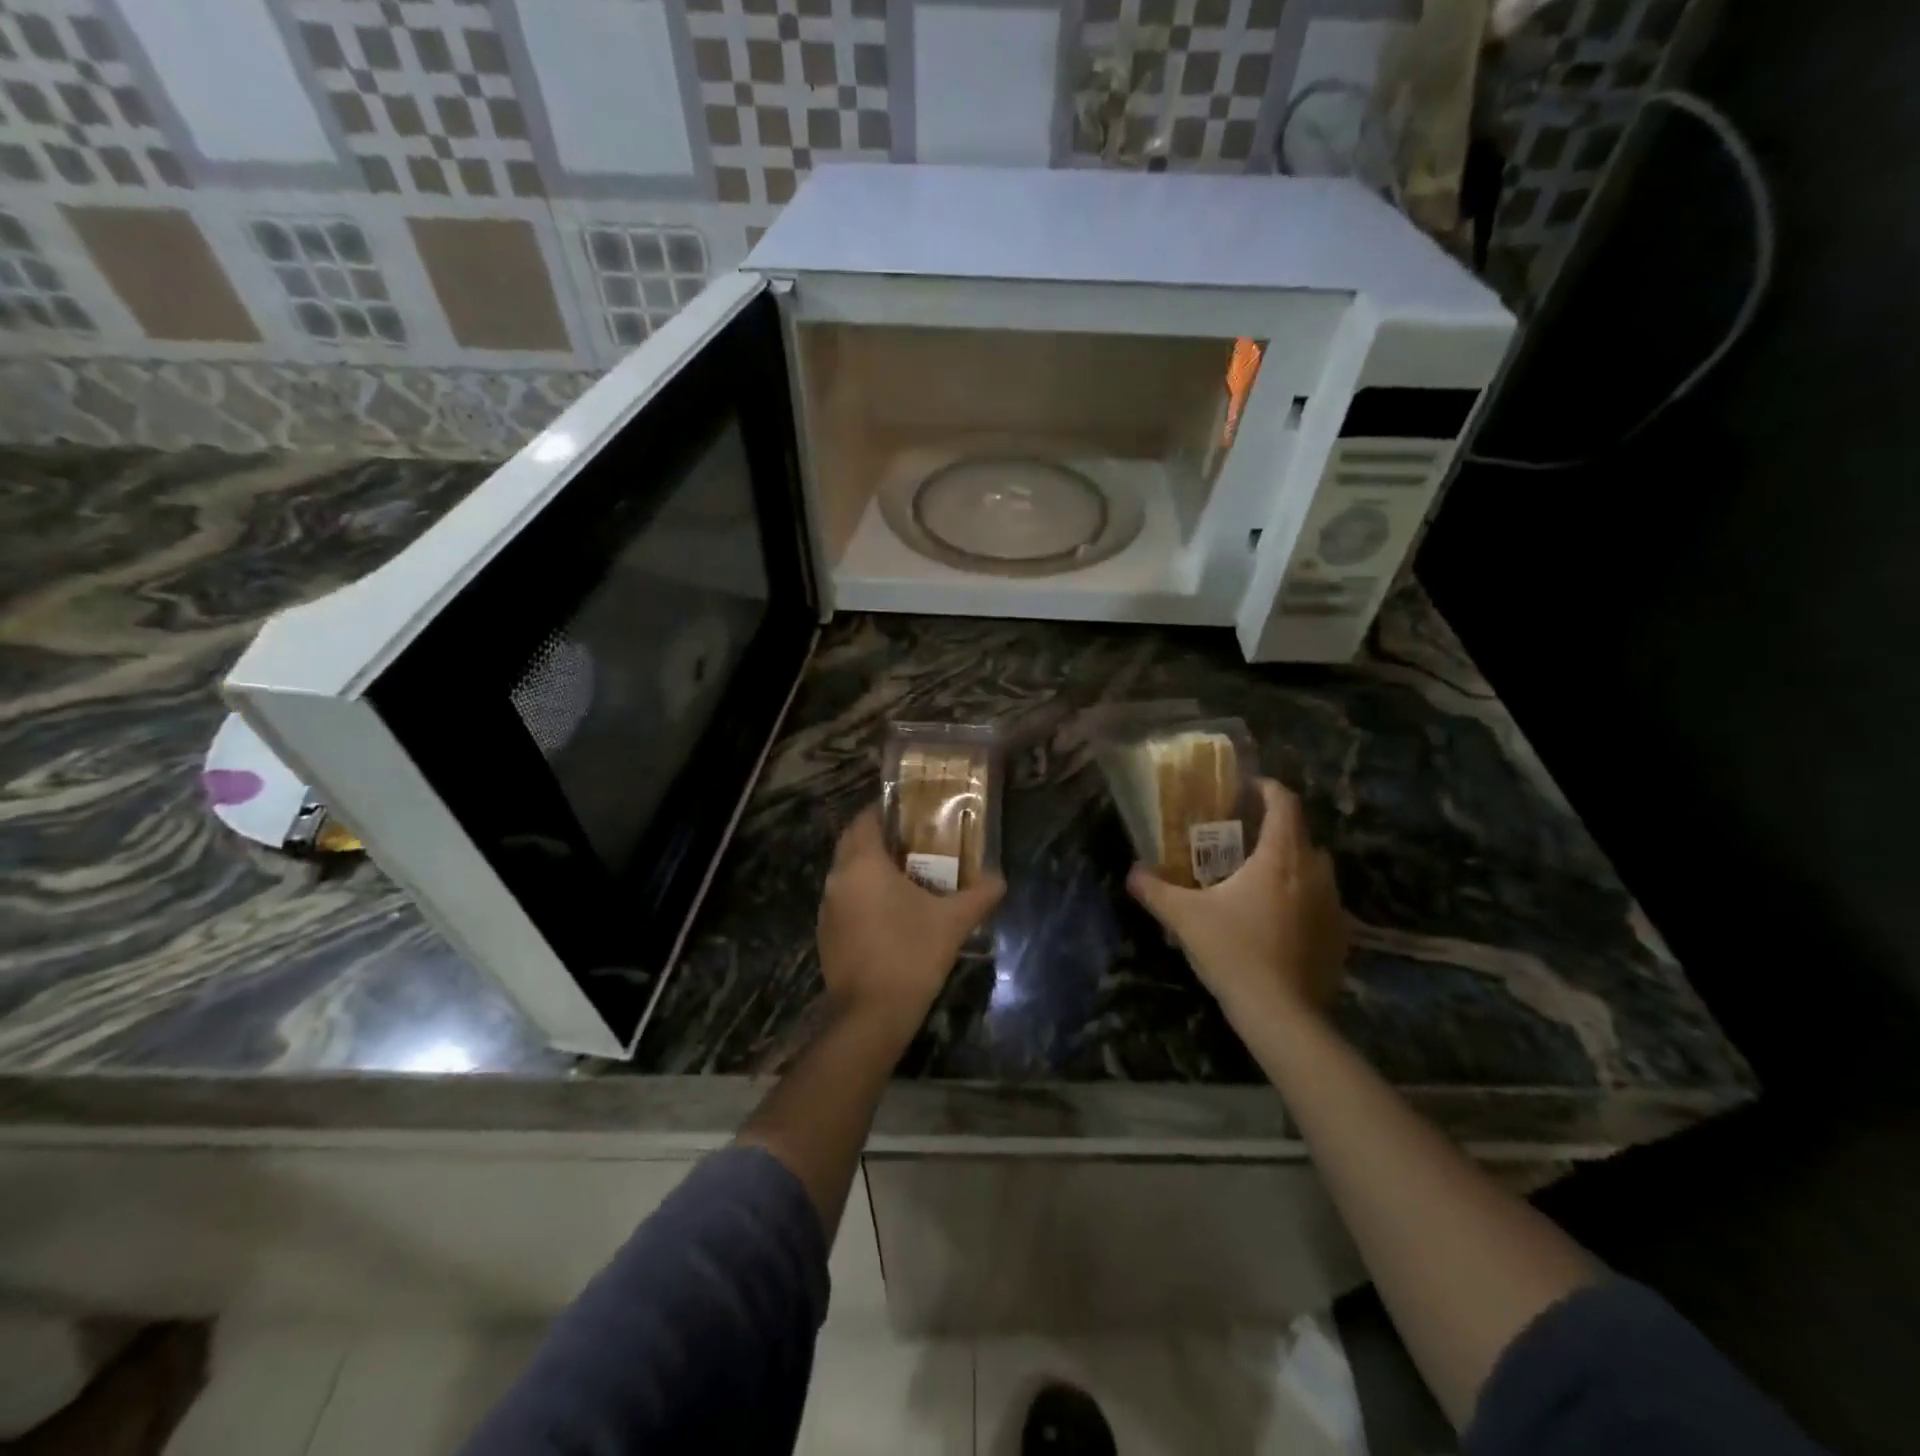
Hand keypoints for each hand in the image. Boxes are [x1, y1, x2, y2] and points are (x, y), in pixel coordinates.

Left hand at [817, 807, 1005, 1034]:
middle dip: (878, 837)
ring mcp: (828, 908)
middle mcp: (838, 878)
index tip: (910, 811)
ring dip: (870, 867)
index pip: (865, 820)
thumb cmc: (911, 954)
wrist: (870, 1014)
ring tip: (906, 873)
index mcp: (863, 864)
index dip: (885, 810)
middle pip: (853, 843)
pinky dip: (863, 895)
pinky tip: (890, 911)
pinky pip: (845, 900)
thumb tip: (1000, 879)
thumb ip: (979, 895)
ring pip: (847, 873)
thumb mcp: (953, 922)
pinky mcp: (826, 933)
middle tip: (913, 839)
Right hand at [1127, 778, 1347, 1028]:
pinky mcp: (1340, 935)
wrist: (1281, 1015)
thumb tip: (1132, 871)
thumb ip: (1155, 889)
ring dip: (1290, 863)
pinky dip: (1301, 897)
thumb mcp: (1184, 917)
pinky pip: (1321, 901)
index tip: (1245, 790)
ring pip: (1315, 868)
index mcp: (1280, 857)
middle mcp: (1314, 872)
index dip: (1266, 789)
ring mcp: (1332, 905)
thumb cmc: (1233, 952)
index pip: (1284, 803)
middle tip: (1242, 838)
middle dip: (1274, 828)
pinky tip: (1276, 919)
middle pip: (1301, 833)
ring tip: (1258, 877)